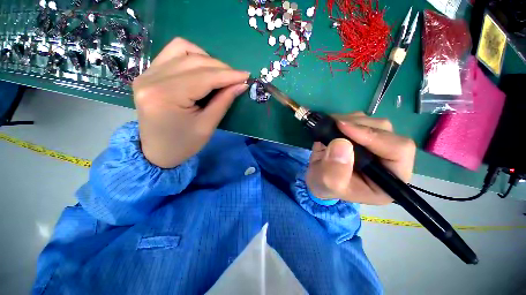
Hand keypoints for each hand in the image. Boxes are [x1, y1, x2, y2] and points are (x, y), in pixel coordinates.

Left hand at [133, 38, 249, 167]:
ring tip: (220, 74)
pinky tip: (203, 70)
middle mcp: (152, 79)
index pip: (204, 77)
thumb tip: (241, 84)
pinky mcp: (148, 73)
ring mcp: (147, 73)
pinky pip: (172, 53)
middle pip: (194, 61)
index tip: (246, 75)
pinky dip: (192, 57)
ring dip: (206, 59)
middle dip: (221, 67)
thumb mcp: (207, 126)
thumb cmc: (184, 144)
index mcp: (166, 96)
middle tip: (237, 78)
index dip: (228, 75)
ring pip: (182, 49)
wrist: (157, 151)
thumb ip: (224, 101)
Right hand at [306, 112, 415, 204]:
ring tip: (331, 127)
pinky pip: (361, 119)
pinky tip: (333, 126)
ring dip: (351, 121)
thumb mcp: (327, 185)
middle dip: (358, 126)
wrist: (318, 178)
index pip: (398, 151)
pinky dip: (345, 119)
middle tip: (335, 126)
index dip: (373, 136)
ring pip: (373, 122)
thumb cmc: (326, 187)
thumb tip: (341, 143)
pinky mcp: (363, 137)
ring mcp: (375, 146)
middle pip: (386, 132)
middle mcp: (388, 160)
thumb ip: (335, 171)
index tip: (344, 128)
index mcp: (389, 180)